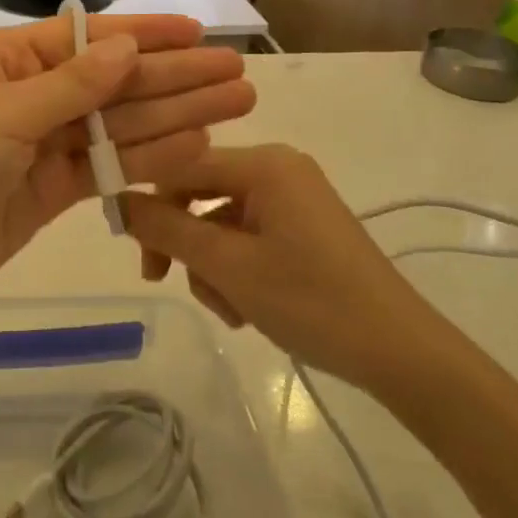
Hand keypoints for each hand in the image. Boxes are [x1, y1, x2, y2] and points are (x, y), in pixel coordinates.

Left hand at [0, 16, 255, 335]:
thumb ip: (70, 86)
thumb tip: (127, 46)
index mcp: (3, 60)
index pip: (85, 38)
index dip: (145, 35)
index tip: (198, 33)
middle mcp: (25, 96)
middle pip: (110, 83)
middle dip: (174, 77)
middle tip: (239, 74)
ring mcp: (37, 148)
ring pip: (115, 126)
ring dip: (174, 116)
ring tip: (236, 106)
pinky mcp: (45, 194)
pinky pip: (104, 169)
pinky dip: (146, 161)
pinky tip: (194, 148)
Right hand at [122, 145, 444, 390]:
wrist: (402, 353)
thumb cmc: (312, 301)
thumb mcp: (228, 266)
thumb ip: (166, 229)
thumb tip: (114, 200)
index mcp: (264, 163)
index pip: (181, 165)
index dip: (146, 201)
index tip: (128, 245)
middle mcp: (277, 169)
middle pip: (200, 194)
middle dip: (184, 243)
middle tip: (164, 281)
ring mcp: (293, 198)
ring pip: (220, 222)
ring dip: (211, 266)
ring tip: (231, 311)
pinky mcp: (303, 227)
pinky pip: (248, 236)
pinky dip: (237, 269)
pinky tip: (249, 309)